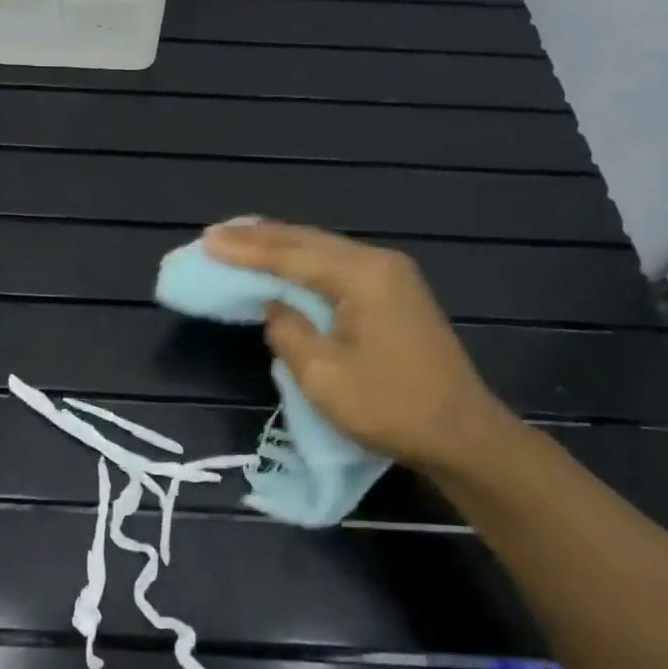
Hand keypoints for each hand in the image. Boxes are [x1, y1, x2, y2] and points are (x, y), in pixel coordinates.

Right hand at [201, 220, 519, 475]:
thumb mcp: (323, 374)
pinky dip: (303, 261)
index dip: (244, 250)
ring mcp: (392, 276)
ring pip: (323, 249)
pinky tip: (284, 261)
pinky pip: (337, 266)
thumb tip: (273, 307)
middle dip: (258, 237)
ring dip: (280, 245)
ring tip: (239, 239)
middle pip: (307, 241)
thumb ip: (288, 330)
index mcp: (361, 276)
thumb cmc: (389, 406)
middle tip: (214, 235)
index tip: (206, 241)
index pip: (290, 255)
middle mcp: (378, 263)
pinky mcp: (395, 294)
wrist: (461, 434)